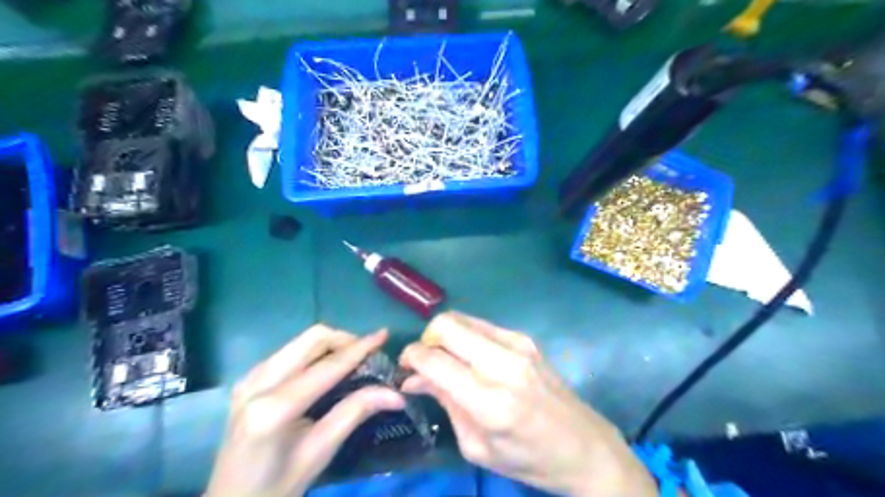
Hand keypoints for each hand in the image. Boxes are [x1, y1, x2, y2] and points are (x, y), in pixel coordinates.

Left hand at [208, 327, 402, 496]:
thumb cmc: (277, 487)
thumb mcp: (320, 452)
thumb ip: (355, 413)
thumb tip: (395, 394)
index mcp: (274, 408)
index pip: (327, 367)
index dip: (359, 348)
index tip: (384, 335)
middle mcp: (258, 383)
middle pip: (311, 339)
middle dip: (344, 340)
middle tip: (367, 354)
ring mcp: (250, 378)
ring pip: (300, 341)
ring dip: (330, 344)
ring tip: (351, 360)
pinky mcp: (248, 379)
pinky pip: (288, 351)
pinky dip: (313, 353)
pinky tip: (324, 369)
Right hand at [402, 314, 655, 495]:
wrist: (584, 445)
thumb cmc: (528, 458)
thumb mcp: (477, 445)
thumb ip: (444, 402)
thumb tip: (413, 378)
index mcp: (491, 400)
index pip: (435, 360)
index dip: (411, 358)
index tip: (405, 368)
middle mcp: (504, 362)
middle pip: (447, 324)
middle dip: (426, 338)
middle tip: (424, 361)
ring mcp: (518, 344)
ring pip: (462, 318)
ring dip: (445, 335)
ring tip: (446, 360)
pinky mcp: (526, 338)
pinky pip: (481, 325)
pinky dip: (466, 336)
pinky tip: (470, 357)